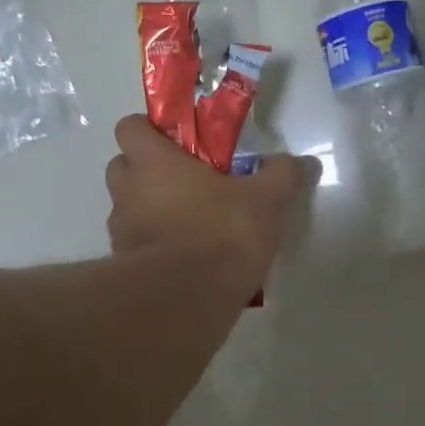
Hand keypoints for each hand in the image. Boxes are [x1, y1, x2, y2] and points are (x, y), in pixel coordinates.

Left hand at [105, 117, 316, 289]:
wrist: (188, 298)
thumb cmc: (222, 232)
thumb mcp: (266, 200)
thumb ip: (282, 176)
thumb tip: (303, 162)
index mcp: (153, 162)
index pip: (129, 127)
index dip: (149, 130)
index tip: (177, 142)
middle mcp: (127, 191)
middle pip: (122, 167)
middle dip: (146, 171)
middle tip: (184, 182)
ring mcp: (121, 231)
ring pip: (127, 209)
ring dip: (149, 211)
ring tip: (189, 225)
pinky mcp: (126, 267)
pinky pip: (137, 246)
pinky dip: (155, 246)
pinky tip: (186, 258)